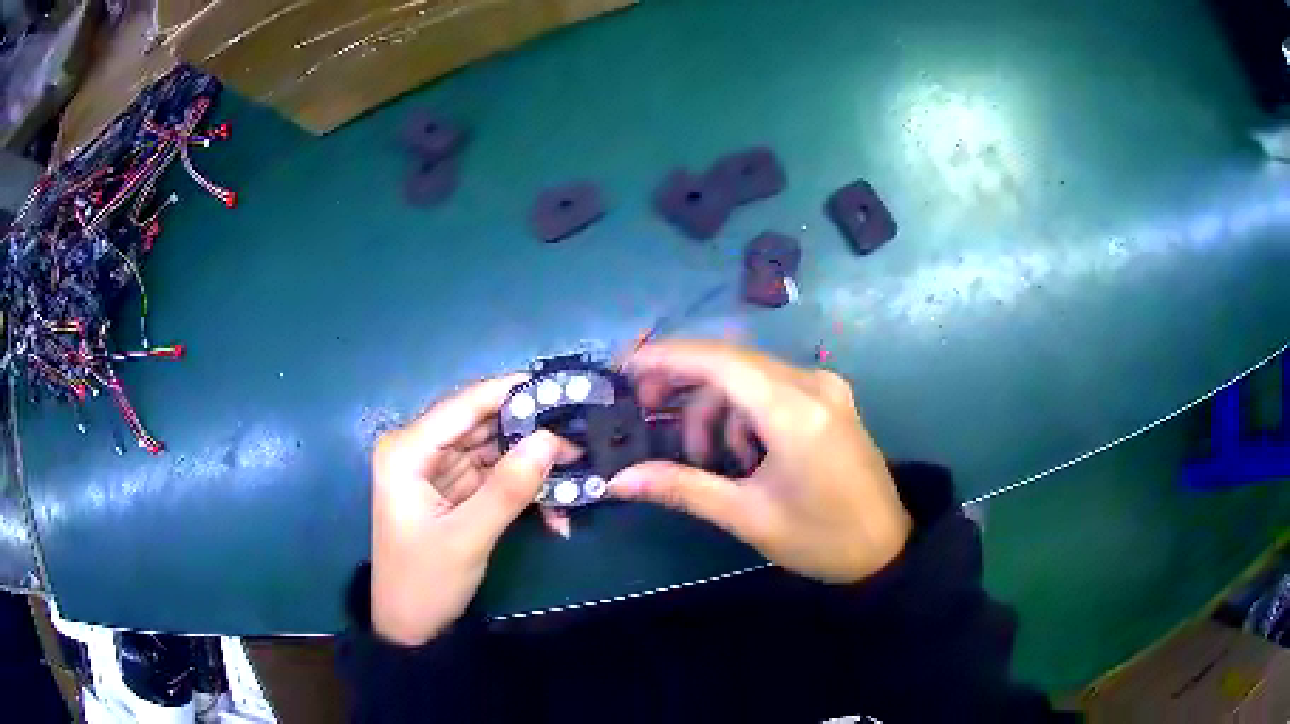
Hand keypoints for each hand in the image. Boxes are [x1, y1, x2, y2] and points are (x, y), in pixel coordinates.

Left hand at [370, 375, 577, 645]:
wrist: (408, 627)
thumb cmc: (425, 581)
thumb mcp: (467, 537)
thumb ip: (508, 488)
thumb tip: (551, 439)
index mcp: (407, 449)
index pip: (465, 404)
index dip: (514, 392)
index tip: (565, 388)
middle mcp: (419, 448)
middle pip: (482, 424)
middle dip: (531, 432)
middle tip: (583, 436)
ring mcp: (437, 469)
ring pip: (494, 449)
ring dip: (532, 463)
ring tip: (579, 469)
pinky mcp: (453, 489)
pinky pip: (494, 475)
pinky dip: (523, 488)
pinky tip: (555, 508)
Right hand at [610, 341, 911, 583]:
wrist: (886, 550)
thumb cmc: (820, 539)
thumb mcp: (747, 516)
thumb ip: (682, 487)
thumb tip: (618, 480)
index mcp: (795, 412)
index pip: (720, 362)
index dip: (668, 358)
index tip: (626, 367)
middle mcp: (813, 384)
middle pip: (732, 363)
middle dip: (684, 383)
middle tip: (648, 411)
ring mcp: (826, 388)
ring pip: (751, 376)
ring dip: (717, 408)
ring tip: (708, 459)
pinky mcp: (831, 400)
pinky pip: (773, 388)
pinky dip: (745, 412)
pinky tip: (744, 455)